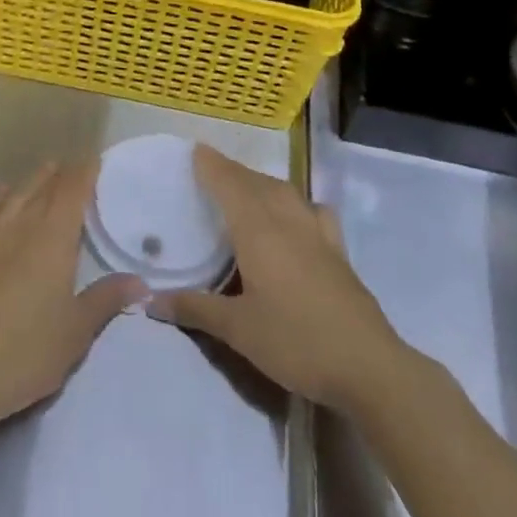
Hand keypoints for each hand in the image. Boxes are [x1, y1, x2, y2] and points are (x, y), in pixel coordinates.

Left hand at [0, 163, 142, 436]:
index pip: (72, 196)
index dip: (84, 175)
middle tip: (74, 164)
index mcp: (53, 243)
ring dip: (32, 182)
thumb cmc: (26, 354)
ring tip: (46, 169)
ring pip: (15, 200)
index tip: (95, 160)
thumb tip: (141, 282)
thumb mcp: (76, 332)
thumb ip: (106, 300)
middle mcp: (22, 231)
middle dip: (61, 176)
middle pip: (44, 193)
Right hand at [149, 145, 407, 413]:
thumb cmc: (295, 341)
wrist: (367, 366)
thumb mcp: (237, 330)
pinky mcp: (338, 250)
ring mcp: (317, 232)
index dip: (212, 165)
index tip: (194, 150)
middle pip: (255, 182)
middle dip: (232, 172)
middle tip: (210, 172)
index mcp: (258, 229)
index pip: (230, 183)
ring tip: (245, 189)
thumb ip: (194, 309)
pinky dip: (296, 202)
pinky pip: (312, 210)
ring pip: (284, 191)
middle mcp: (287, 220)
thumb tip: (150, 300)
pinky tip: (297, 216)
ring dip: (261, 183)